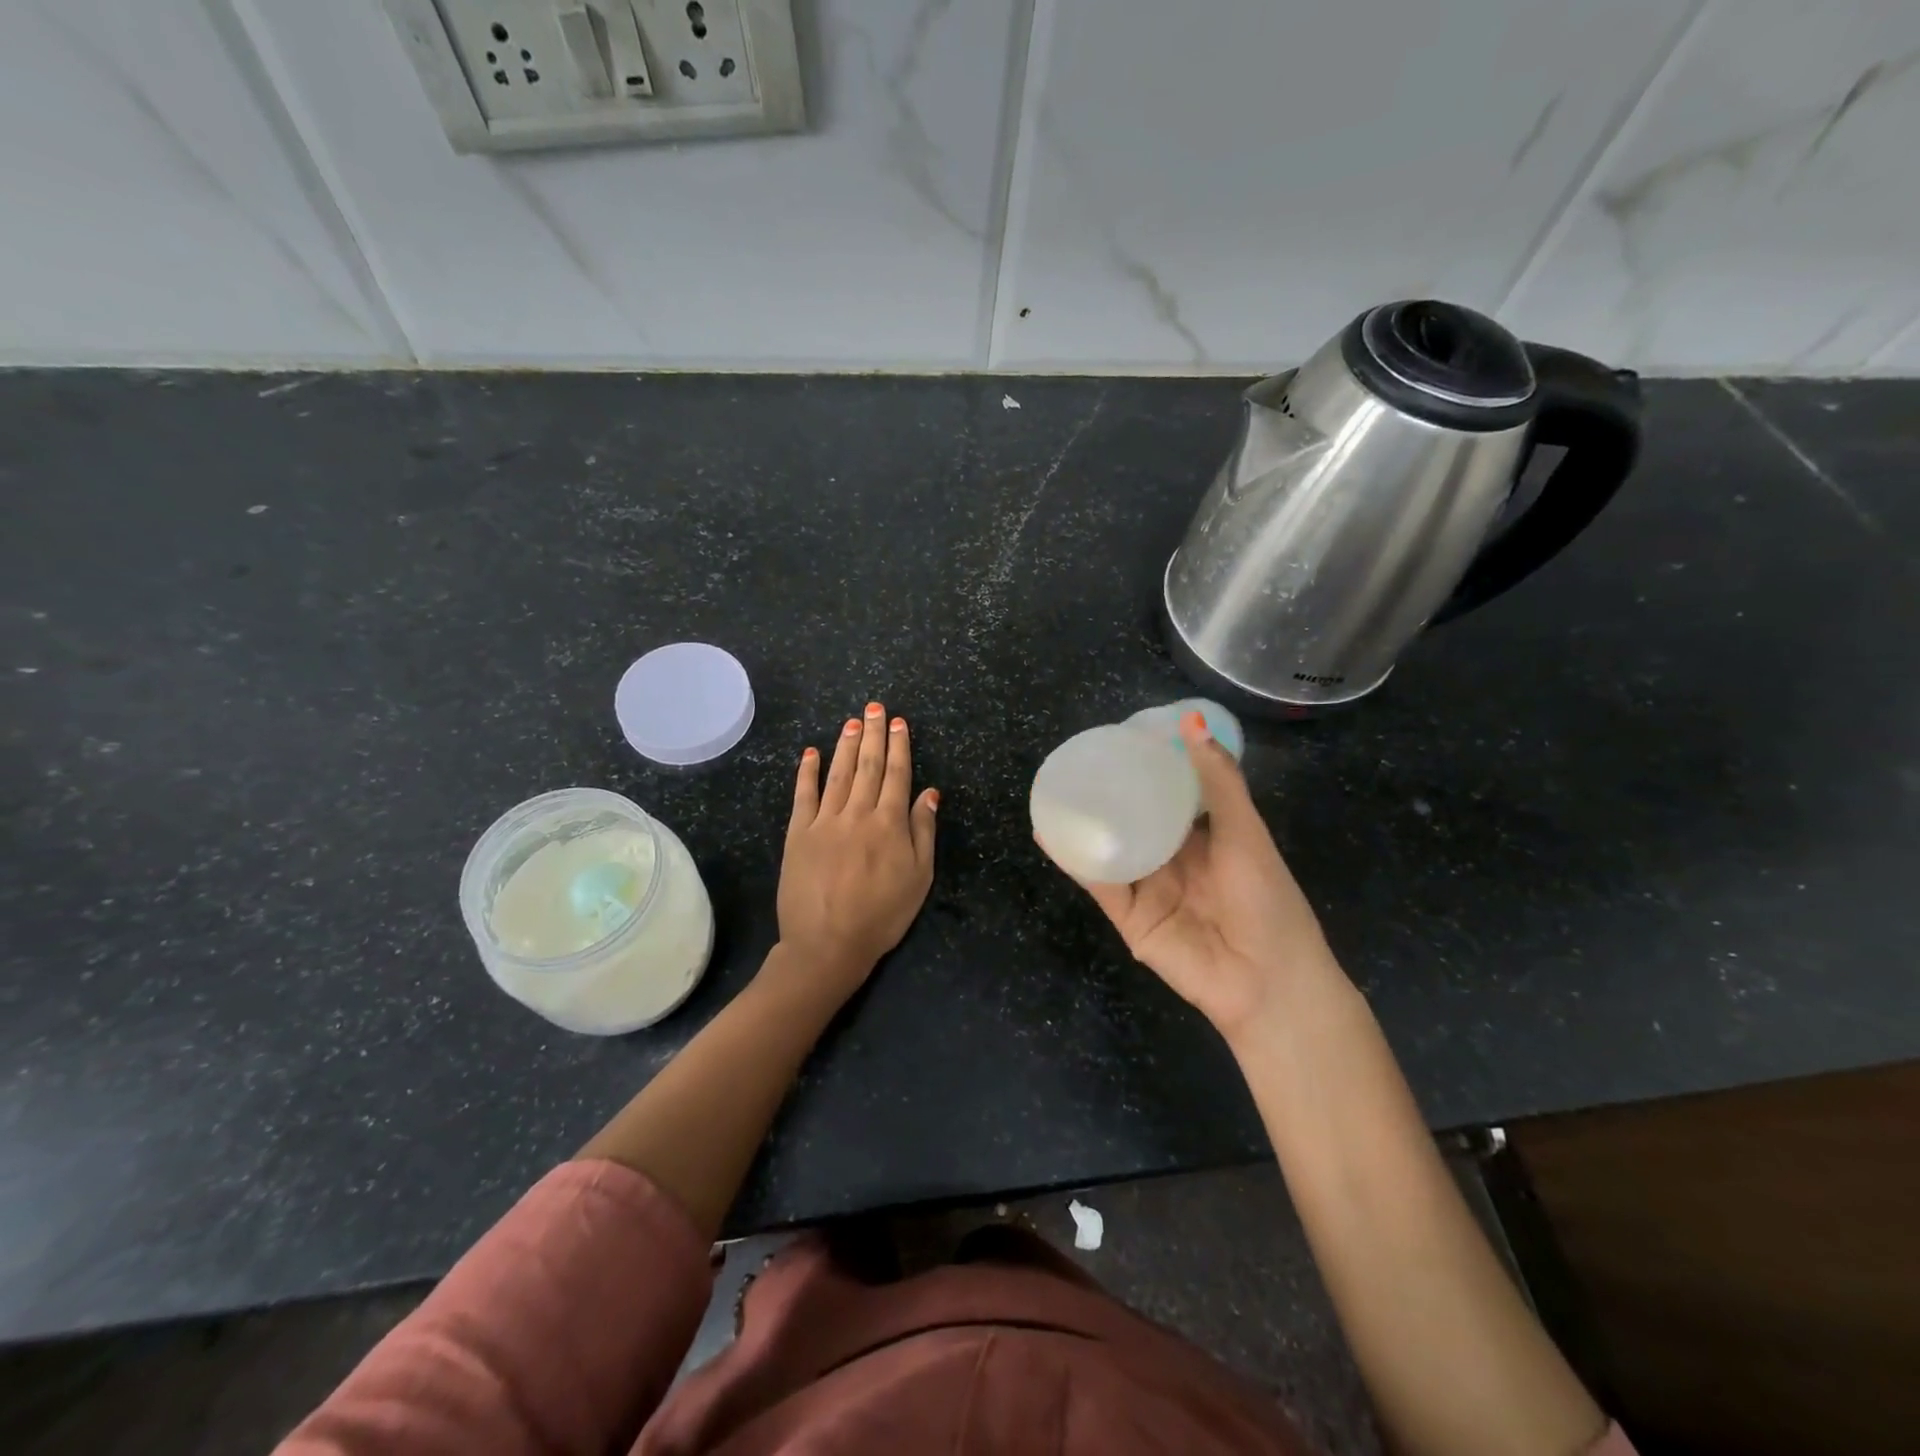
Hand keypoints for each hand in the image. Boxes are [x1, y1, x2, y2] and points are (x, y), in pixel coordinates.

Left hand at [776, 701, 937, 998]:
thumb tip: (929, 793)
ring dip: (846, 745)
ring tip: (851, 721)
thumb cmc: (881, 915)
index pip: (897, 775)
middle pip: (868, 767)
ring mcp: (824, 821)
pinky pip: (803, 796)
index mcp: (889, 824)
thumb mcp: (919, 878)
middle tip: (874, 708)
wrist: (828, 944)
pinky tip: (811, 752)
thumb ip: (923, 832)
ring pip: (839, 774)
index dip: (899, 747)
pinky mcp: (798, 834)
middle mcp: (857, 814)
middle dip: (873, 734)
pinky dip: (807, 772)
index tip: (898, 723)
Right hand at [1063, 712, 1340, 1039]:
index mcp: (1204, 838)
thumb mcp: (1244, 832)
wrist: (1267, 981)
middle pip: (1133, 820)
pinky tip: (1049, 832)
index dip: (1147, 769)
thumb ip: (1217, 781)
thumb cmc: (1266, 899)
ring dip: (1082, 824)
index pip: (1169, 796)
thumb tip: (1191, 721)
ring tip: (1051, 791)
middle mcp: (1172, 860)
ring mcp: (1148, 888)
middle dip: (1109, 795)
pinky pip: (1098, 882)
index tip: (1121, 739)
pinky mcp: (1129, 917)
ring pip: (1109, 848)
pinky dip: (1073, 859)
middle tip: (1076, 761)